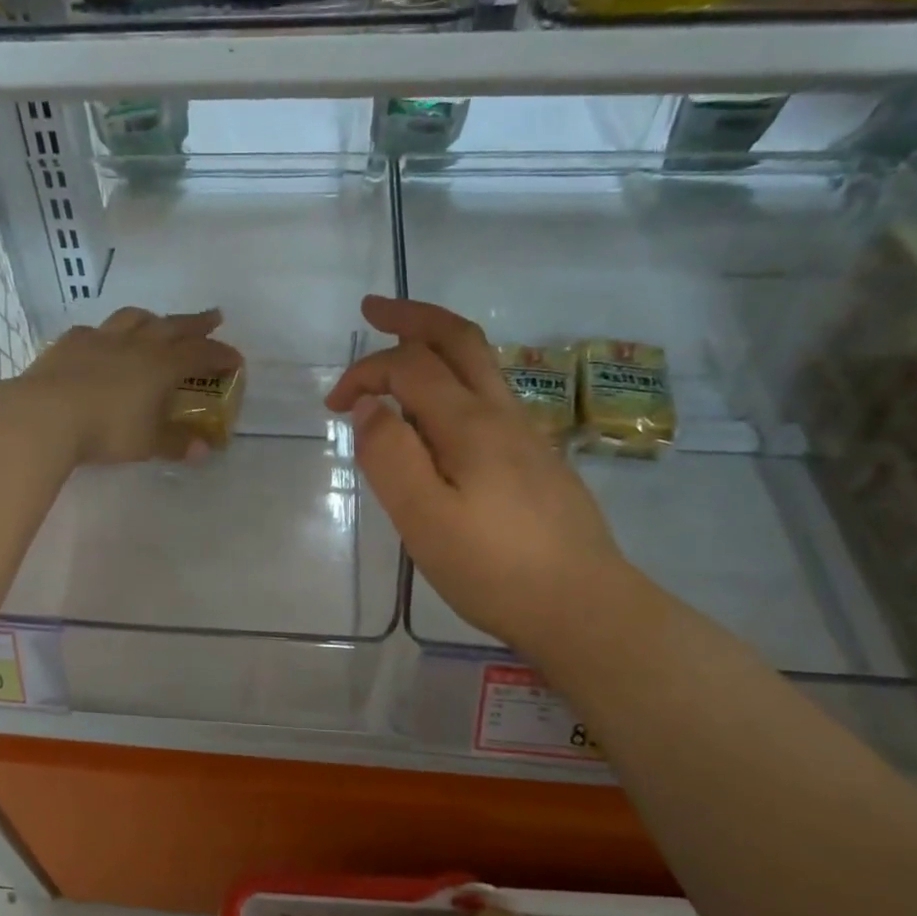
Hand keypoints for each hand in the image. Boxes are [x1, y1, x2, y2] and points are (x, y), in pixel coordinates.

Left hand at [22, 306, 242, 465]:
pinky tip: (103, 340)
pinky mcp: (70, 343)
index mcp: (161, 365)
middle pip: (173, 326)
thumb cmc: (106, 430)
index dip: (220, 355)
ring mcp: (100, 338)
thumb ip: (175, 443)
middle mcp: (136, 344)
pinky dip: (108, 333)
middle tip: (213, 318)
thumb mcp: (147, 443)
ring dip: (152, 319)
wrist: (46, 414)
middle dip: (196, 323)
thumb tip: (203, 450)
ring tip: (158, 322)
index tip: (235, 358)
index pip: (200, 354)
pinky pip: (95, 330)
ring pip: (133, 319)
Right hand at [327, 296, 623, 653]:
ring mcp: (525, 436)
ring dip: (437, 347)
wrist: (583, 607)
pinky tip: (438, 418)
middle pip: (459, 341)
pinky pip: (488, 400)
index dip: (366, 372)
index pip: (410, 367)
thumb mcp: (423, 517)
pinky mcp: (535, 462)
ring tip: (401, 354)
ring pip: (480, 367)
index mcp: (469, 424)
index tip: (333, 407)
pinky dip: (453, 383)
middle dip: (413, 318)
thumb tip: (369, 405)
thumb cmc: (493, 567)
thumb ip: (390, 455)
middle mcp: (501, 416)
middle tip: (374, 308)